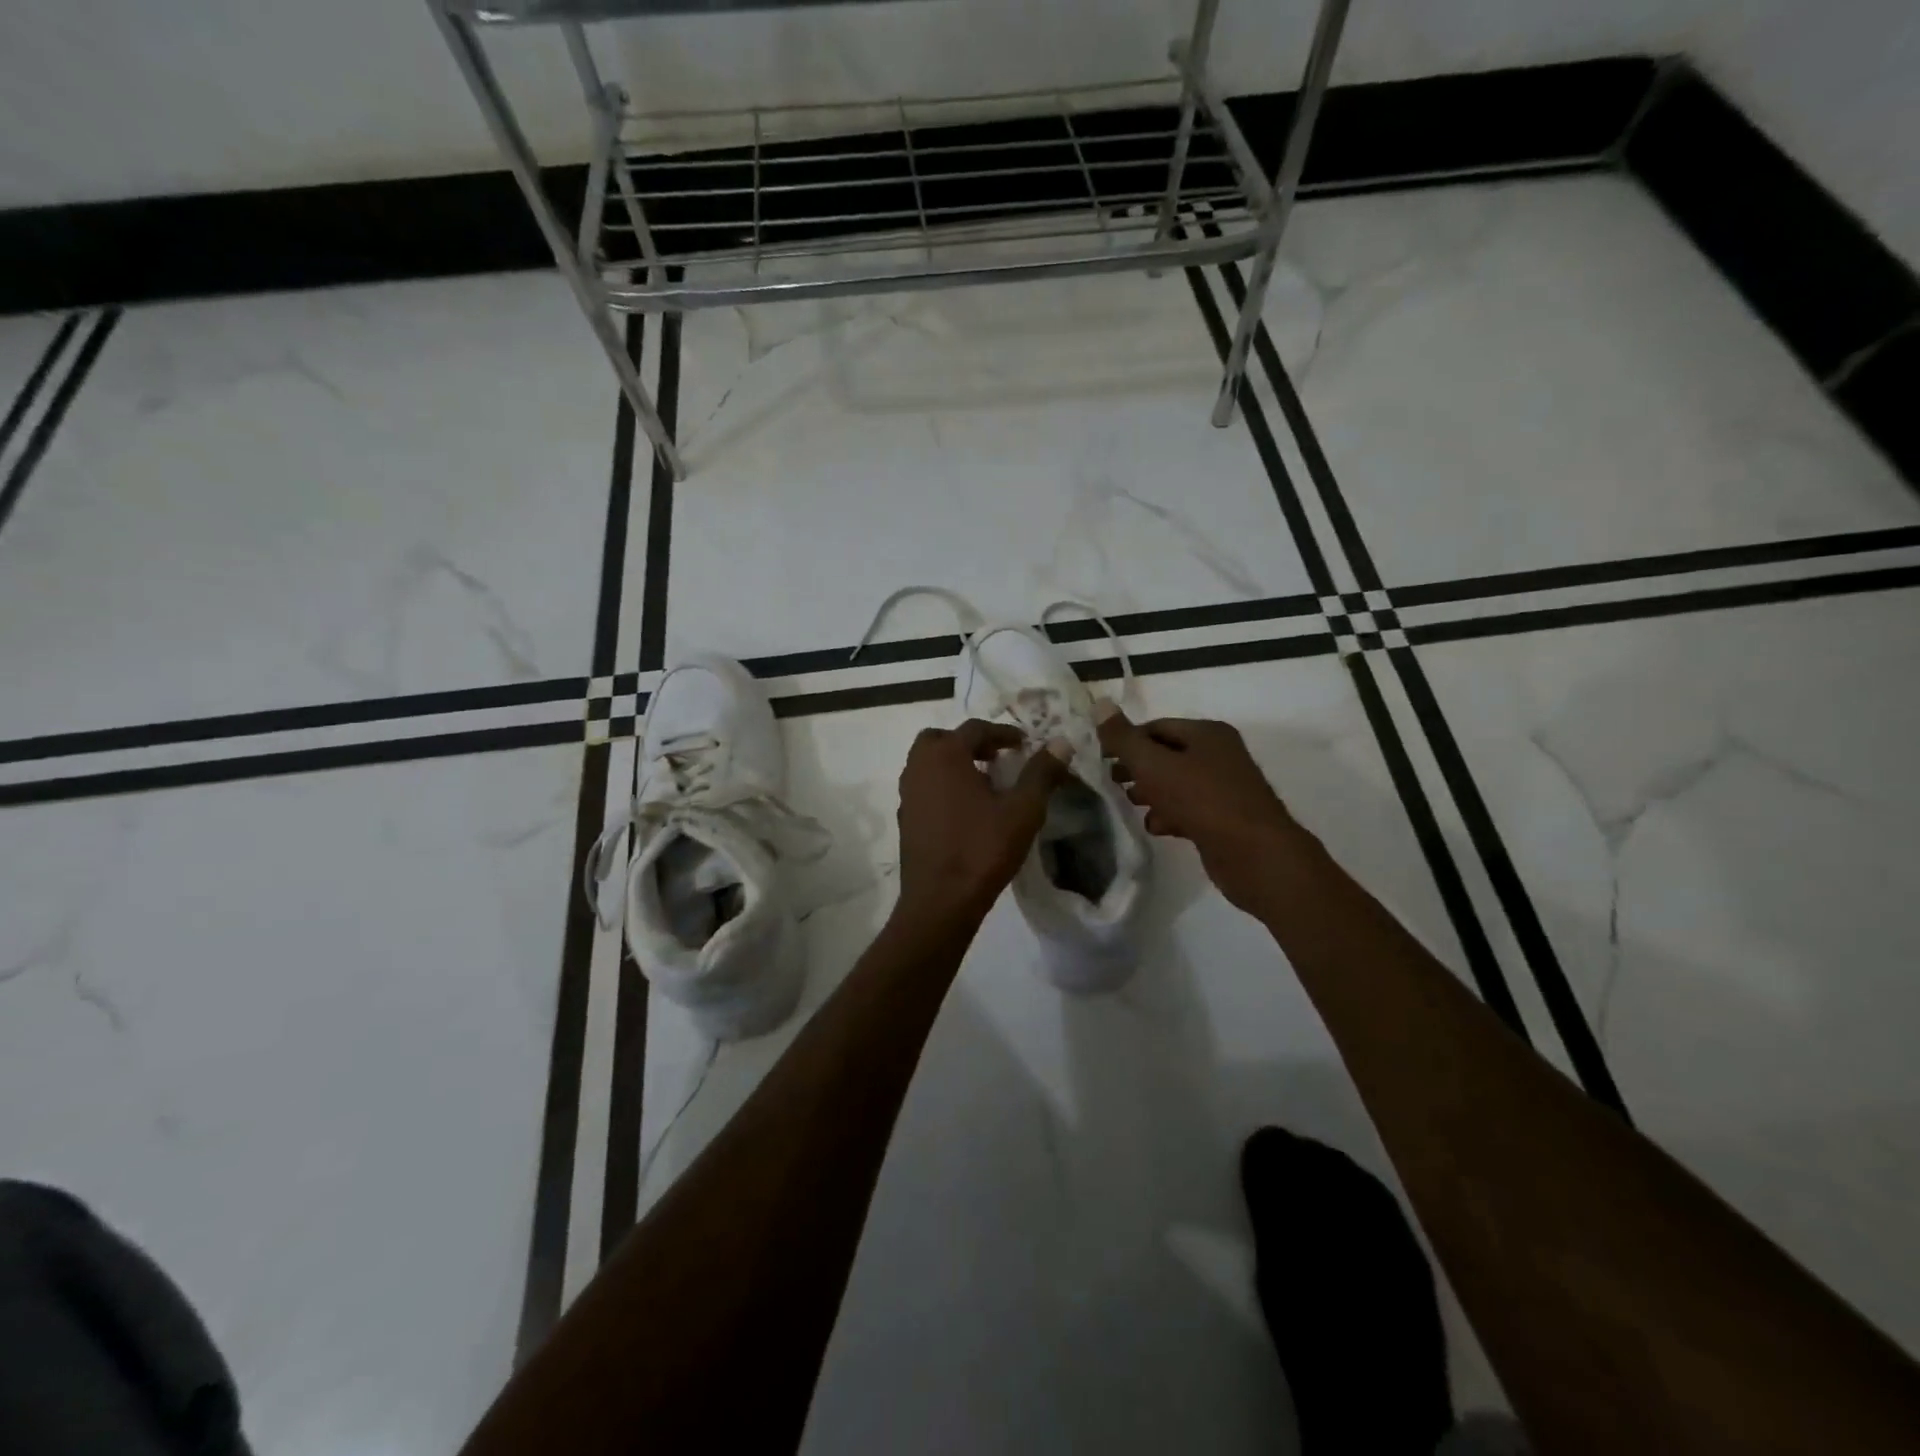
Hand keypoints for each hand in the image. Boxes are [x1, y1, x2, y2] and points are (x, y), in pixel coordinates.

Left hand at [895, 720, 1071, 925]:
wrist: (940, 900)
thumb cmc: (983, 848)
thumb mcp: (1023, 810)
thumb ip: (1042, 773)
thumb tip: (1062, 742)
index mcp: (945, 755)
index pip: (975, 728)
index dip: (1003, 732)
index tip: (1024, 743)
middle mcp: (919, 767)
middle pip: (942, 740)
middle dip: (970, 743)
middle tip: (996, 757)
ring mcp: (907, 794)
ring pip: (928, 764)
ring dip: (954, 764)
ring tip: (985, 783)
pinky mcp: (904, 819)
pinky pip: (924, 788)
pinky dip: (943, 786)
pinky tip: (966, 810)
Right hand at [1098, 706, 1308, 915]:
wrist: (1255, 855)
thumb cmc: (1203, 800)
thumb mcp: (1155, 765)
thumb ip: (1124, 738)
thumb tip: (1099, 704)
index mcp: (1207, 733)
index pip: (1156, 727)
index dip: (1126, 739)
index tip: (1100, 757)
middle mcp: (1219, 755)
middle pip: (1166, 755)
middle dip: (1136, 768)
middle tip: (1109, 781)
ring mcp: (1223, 788)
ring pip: (1176, 784)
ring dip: (1150, 793)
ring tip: (1128, 804)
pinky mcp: (1224, 819)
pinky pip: (1189, 809)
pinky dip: (1169, 815)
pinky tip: (1155, 827)